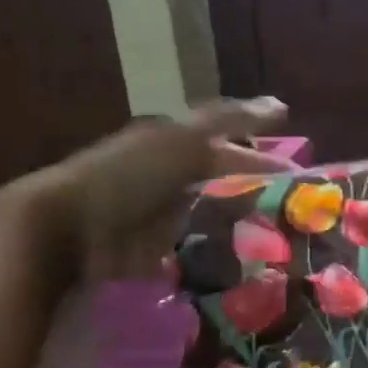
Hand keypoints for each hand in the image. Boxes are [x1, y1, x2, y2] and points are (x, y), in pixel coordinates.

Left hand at [15, 97, 291, 281]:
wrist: (66, 232)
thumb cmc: (128, 176)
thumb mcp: (182, 138)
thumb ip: (231, 120)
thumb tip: (282, 105)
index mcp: (173, 142)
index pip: (227, 143)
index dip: (262, 155)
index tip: (300, 174)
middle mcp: (168, 175)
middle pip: (222, 180)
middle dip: (257, 191)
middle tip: (297, 211)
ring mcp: (160, 214)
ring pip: (212, 215)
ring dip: (242, 224)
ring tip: (282, 240)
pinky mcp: (153, 250)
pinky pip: (195, 248)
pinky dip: (220, 252)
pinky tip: (247, 261)